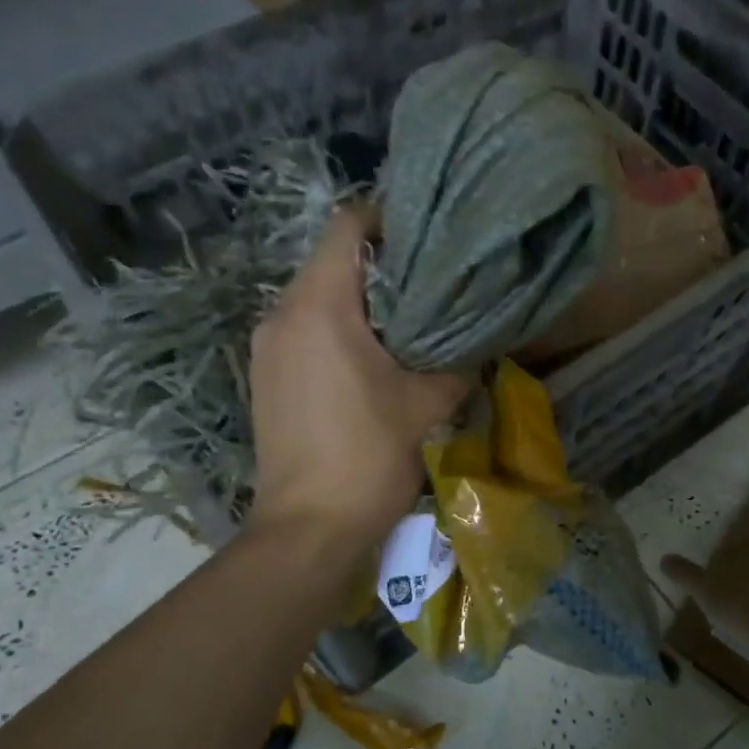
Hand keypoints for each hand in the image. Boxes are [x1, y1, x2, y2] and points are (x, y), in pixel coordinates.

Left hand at [249, 208, 471, 549]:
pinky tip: (373, 357)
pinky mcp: (266, 376)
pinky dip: (339, 328)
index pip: (346, 227)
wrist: (308, 529)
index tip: (428, 236)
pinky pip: (305, 330)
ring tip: (408, 321)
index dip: (388, 219)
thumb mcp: (428, 403)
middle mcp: (282, 314)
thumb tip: (482, 337)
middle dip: (382, 264)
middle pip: (331, 261)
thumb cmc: (368, 456)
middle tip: (431, 282)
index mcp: (318, 307)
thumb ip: (459, 359)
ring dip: (361, 300)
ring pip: (317, 297)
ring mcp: (267, 347)